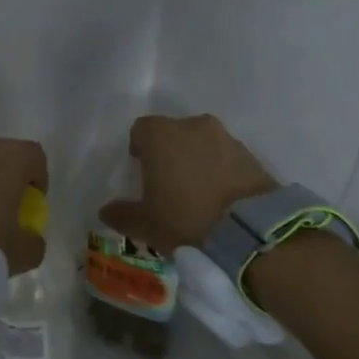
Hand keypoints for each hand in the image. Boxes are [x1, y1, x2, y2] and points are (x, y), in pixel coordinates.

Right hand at [100, 114, 276, 252]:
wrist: (251, 231)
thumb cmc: (185, 219)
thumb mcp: (145, 224)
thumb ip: (122, 214)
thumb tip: (106, 210)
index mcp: (161, 135)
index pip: (141, 129)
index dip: (139, 147)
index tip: (141, 170)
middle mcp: (193, 126)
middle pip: (174, 132)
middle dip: (169, 152)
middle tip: (168, 182)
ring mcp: (226, 138)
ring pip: (202, 143)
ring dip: (197, 160)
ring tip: (197, 192)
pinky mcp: (252, 156)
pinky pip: (226, 158)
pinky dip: (220, 170)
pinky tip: (220, 197)